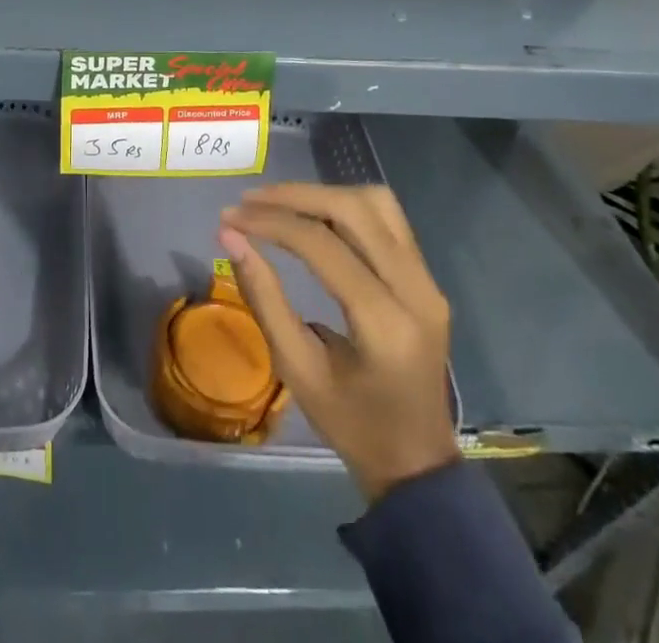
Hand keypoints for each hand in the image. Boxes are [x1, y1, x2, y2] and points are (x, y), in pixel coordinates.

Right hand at [220, 183, 457, 501]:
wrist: (417, 464)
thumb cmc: (351, 424)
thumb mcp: (297, 368)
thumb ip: (264, 297)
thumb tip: (229, 237)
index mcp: (385, 324)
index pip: (322, 245)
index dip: (271, 222)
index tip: (230, 217)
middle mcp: (416, 291)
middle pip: (354, 209)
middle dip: (295, 196)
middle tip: (251, 201)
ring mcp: (428, 281)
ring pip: (376, 203)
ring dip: (324, 194)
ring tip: (280, 204)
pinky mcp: (428, 277)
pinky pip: (388, 219)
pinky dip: (345, 206)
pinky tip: (314, 216)